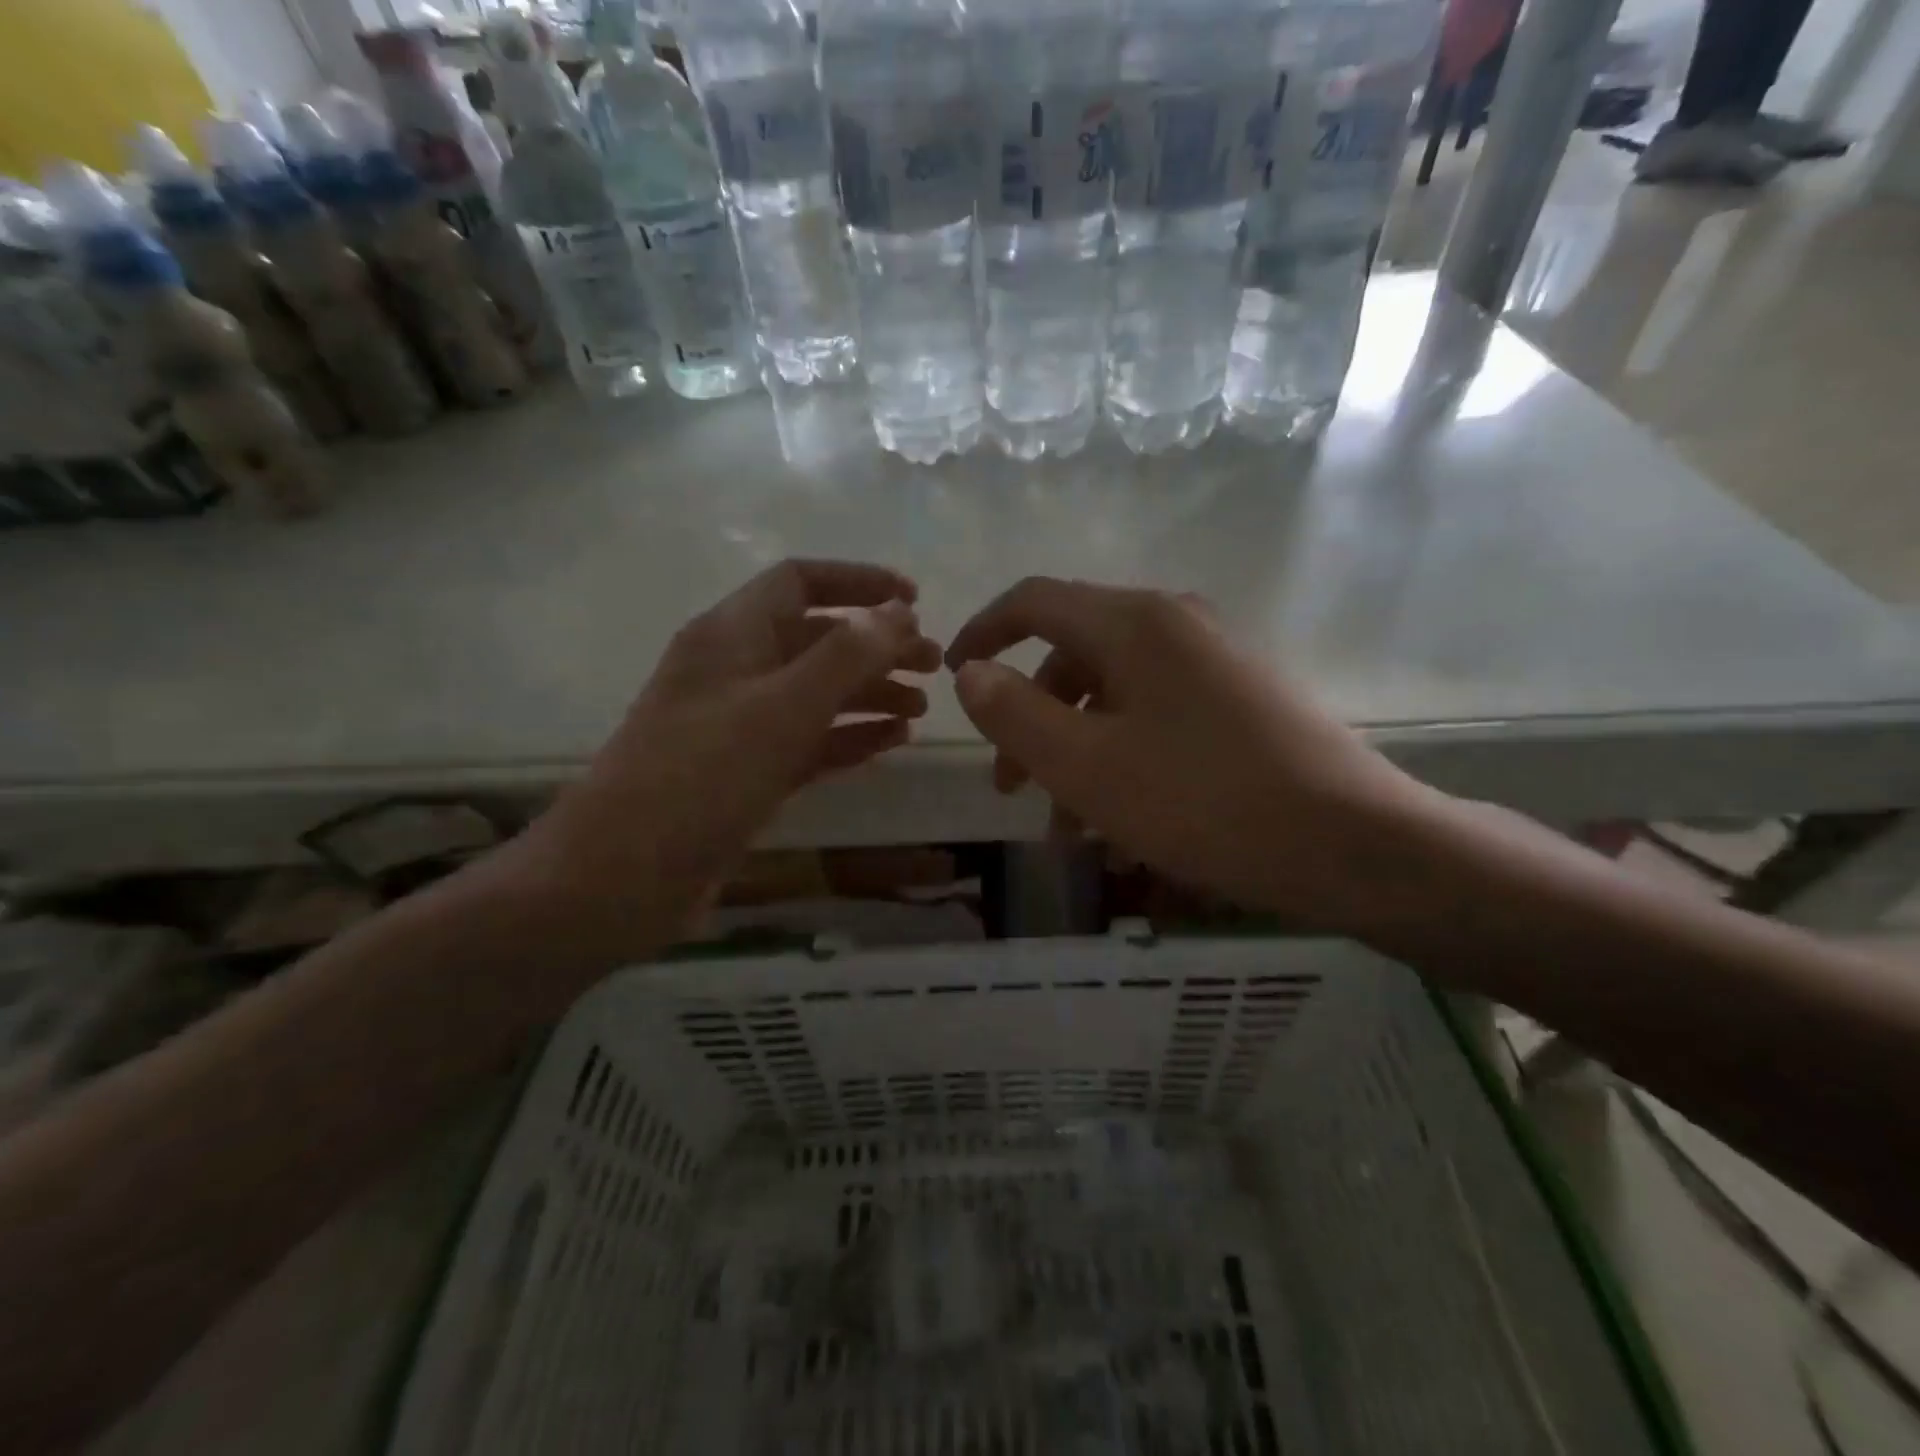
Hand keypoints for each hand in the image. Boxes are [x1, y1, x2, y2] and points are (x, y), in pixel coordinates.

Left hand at [505, 559, 940, 958]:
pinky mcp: (748, 771)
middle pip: (817, 639)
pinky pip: (810, 740)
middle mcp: (736, 670)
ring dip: (870, 692)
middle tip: (935, 664)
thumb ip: (844, 656)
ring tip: (922, 707)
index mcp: (731, 634)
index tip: (915, 600)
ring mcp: (740, 724)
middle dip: (877, 645)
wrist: (621, 877)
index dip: (859, 581)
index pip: (800, 582)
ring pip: (817, 692)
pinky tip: (893, 742)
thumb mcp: (780, 708)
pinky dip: (850, 736)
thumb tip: (897, 611)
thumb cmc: (700, 777)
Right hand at [947, 577, 1436, 928]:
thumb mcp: (1085, 766)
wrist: (1352, 843)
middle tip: (1008, 785)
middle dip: (1029, 716)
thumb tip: (973, 673)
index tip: (952, 676)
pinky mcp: (1239, 700)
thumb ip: (1014, 714)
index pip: (1033, 601)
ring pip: (1113, 694)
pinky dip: (1119, 756)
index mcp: (1133, 623)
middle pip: (1072, 654)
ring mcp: (1213, 661)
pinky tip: (1116, 820)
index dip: (983, 633)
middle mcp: (1174, 624)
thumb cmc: (1203, 801)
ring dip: (1073, 749)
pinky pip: (1154, 716)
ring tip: (1062, 827)